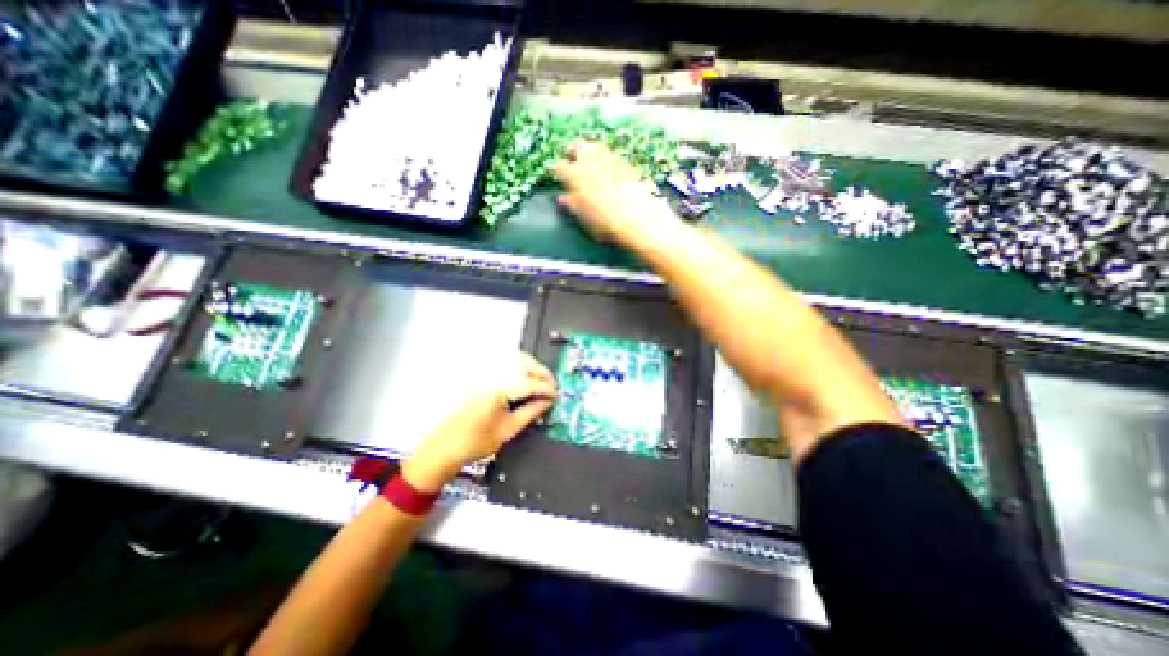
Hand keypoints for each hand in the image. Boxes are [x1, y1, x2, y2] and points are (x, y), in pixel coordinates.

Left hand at [403, 353, 557, 490]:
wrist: (444, 447)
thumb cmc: (475, 442)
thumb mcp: (509, 430)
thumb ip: (531, 412)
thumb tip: (547, 401)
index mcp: (499, 390)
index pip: (531, 383)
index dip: (547, 389)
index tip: (556, 395)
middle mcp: (492, 376)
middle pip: (524, 364)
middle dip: (542, 373)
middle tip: (552, 386)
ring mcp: (485, 374)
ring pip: (515, 360)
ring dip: (531, 367)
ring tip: (541, 382)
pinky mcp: (481, 377)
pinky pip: (505, 364)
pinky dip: (519, 368)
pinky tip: (524, 379)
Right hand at [553, 141, 681, 243]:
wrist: (641, 220)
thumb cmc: (607, 224)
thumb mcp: (585, 219)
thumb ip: (572, 205)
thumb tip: (563, 197)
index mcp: (575, 175)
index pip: (559, 166)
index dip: (557, 171)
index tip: (557, 176)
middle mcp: (591, 160)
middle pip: (577, 147)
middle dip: (572, 152)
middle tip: (573, 162)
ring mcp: (611, 158)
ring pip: (595, 146)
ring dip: (590, 152)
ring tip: (590, 164)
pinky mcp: (628, 161)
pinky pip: (612, 155)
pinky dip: (607, 159)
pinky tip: (609, 170)